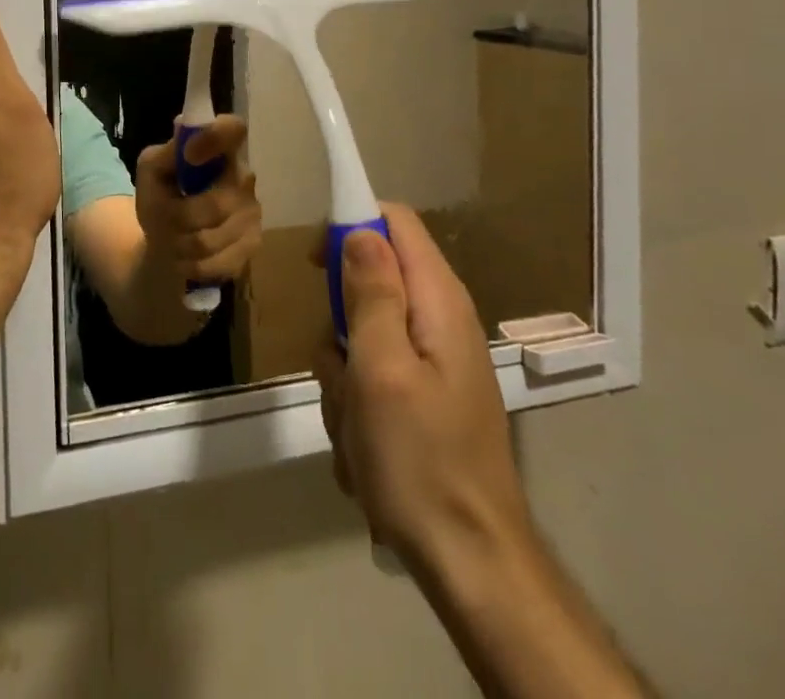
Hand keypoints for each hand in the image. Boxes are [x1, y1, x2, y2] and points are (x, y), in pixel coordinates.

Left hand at [133, 115, 262, 286]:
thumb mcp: (151, 172)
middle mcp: (243, 175)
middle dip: (178, 219)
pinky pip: (215, 262)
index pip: (233, 129)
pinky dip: (191, 263)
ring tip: (171, 239)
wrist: (170, 240)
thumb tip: (187, 141)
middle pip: (215, 205)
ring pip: (209, 239)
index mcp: (218, 148)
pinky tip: (186, 256)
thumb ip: (165, 153)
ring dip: (180, 244)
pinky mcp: (253, 243)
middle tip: (162, 220)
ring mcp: (252, 211)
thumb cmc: (162, 196)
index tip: (189, 155)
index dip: (216, 139)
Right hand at [312, 204, 528, 575]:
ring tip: (354, 423)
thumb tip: (360, 230)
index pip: (394, 220)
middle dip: (340, 320)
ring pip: (361, 334)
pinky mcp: (421, 396)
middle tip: (340, 365)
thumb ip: (372, 294)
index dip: (350, 223)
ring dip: (343, 375)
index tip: (314, 263)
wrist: (470, 564)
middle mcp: (439, 319)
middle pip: (370, 278)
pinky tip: (363, 448)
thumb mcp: (382, 369)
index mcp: (437, 299)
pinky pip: (370, 375)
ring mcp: (431, 361)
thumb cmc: (420, 460)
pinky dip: (356, 405)